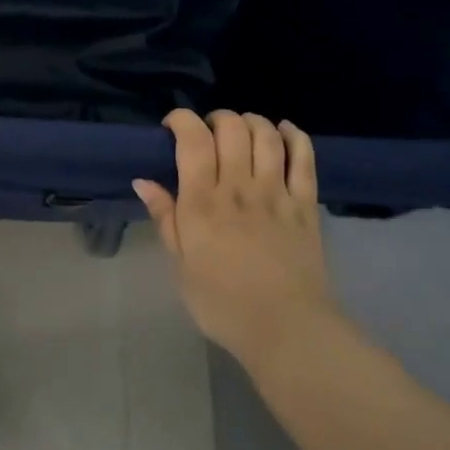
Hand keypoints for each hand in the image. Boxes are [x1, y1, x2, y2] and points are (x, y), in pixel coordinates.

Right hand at [133, 110, 332, 361]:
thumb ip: (165, 218)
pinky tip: (284, 131)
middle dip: (216, 118)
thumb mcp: (180, 265)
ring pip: (266, 135)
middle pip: (232, 128)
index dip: (181, 119)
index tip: (172, 127)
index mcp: (202, 202)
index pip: (193, 139)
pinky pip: (304, 158)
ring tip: (241, 131)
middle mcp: (238, 187)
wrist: (287, 331)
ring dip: (251, 121)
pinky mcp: (306, 205)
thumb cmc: (222, 303)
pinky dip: (295, 136)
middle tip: (208, 133)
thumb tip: (143, 181)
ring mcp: (276, 193)